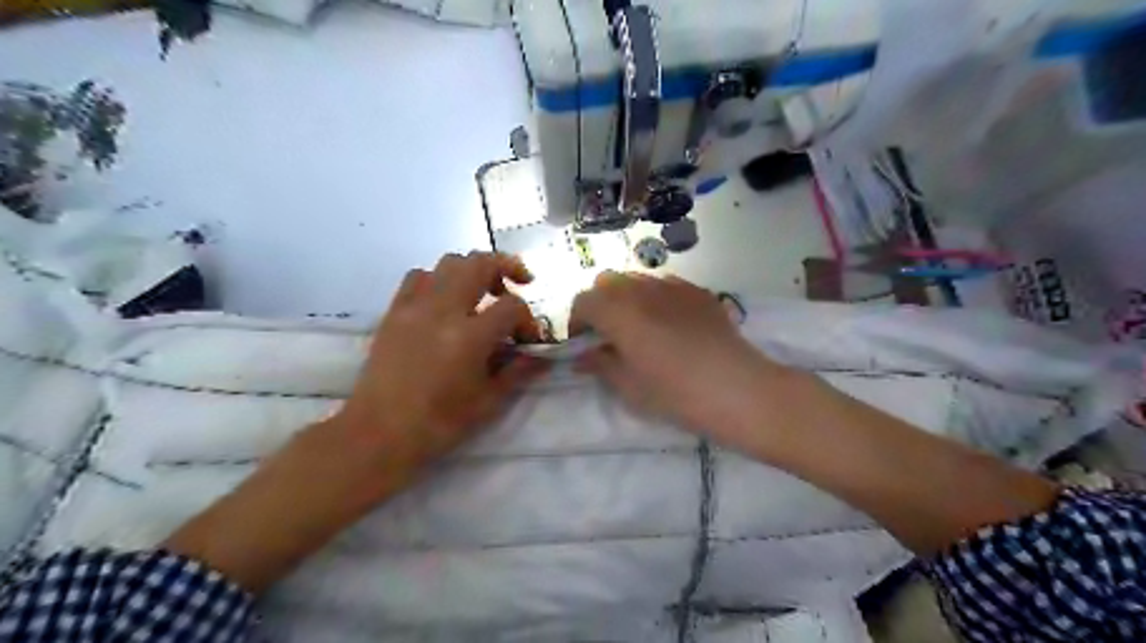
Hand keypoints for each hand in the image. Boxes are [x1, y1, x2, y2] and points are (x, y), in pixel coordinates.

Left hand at [334, 250, 546, 470]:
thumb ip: (517, 372)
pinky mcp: (395, 311)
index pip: (511, 306)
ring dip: (473, 269)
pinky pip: (419, 277)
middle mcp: (443, 310)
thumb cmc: (438, 423)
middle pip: (480, 263)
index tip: (528, 339)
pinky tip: (445, 299)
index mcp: (469, 336)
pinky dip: (439, 278)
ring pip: (449, 262)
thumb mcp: (487, 402)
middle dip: (506, 267)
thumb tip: (540, 357)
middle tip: (520, 282)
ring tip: (482, 290)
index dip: (528, 319)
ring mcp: (415, 306)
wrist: (378, 432)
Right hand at [571, 274, 794, 450]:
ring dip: (627, 297)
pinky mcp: (698, 291)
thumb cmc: (674, 392)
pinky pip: (666, 284)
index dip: (577, 320)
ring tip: (640, 326)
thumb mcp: (629, 386)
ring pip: (637, 279)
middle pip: (607, 282)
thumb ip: (600, 365)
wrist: (736, 388)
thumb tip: (582, 357)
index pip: (584, 301)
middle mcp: (641, 289)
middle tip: (607, 332)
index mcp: (618, 312)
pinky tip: (670, 323)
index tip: (582, 342)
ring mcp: (673, 286)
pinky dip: (656, 297)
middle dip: (600, 302)